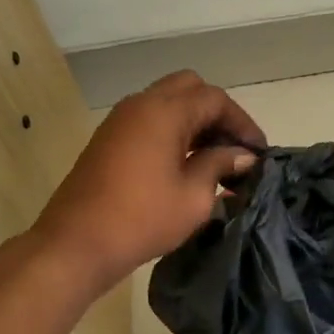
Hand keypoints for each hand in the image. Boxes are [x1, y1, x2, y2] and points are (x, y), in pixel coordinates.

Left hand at [30, 71, 264, 293]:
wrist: (76, 244)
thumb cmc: (142, 219)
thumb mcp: (194, 195)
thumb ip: (220, 165)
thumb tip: (242, 155)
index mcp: (165, 112)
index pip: (214, 99)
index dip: (241, 122)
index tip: (257, 151)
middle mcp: (141, 104)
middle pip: (189, 89)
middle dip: (216, 113)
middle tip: (232, 147)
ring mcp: (120, 120)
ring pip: (167, 102)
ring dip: (193, 121)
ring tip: (213, 159)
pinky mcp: (109, 139)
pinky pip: (149, 120)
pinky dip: (172, 131)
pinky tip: (184, 164)